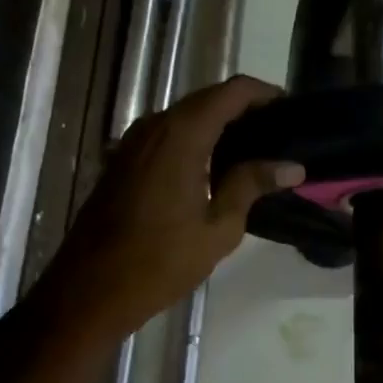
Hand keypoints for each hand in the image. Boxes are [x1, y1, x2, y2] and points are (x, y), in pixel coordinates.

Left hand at [49, 76, 302, 339]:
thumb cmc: (161, 261)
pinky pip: (169, 135)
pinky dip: (197, 139)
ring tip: (256, 151)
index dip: (264, 93)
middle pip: (208, 99)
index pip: (231, 92)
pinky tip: (217, 168)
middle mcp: (155, 126)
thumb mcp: (219, 227)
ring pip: (187, 116)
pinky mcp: (124, 160)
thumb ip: (252, 185)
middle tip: (280, 134)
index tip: (291, 109)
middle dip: (245, 109)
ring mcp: (134, 142)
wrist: (90, 290)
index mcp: (182, 135)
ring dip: (220, 125)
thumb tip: (292, 166)